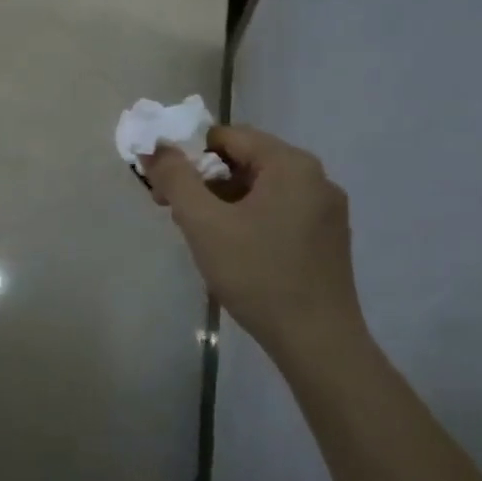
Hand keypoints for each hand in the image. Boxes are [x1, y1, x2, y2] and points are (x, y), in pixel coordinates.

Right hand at [142, 126, 364, 364]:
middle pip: (244, 160)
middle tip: (175, 211)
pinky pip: (277, 209)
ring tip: (200, 234)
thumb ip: (175, 178)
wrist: (318, 343)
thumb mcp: (203, 223)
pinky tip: (232, 249)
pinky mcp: (327, 237)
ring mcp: (326, 209)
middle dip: (203, 179)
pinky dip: (247, 217)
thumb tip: (154, 146)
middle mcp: (316, 178)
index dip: (187, 154)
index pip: (227, 136)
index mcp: (291, 164)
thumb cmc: (258, 275)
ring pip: (259, 187)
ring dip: (222, 200)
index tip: (164, 187)